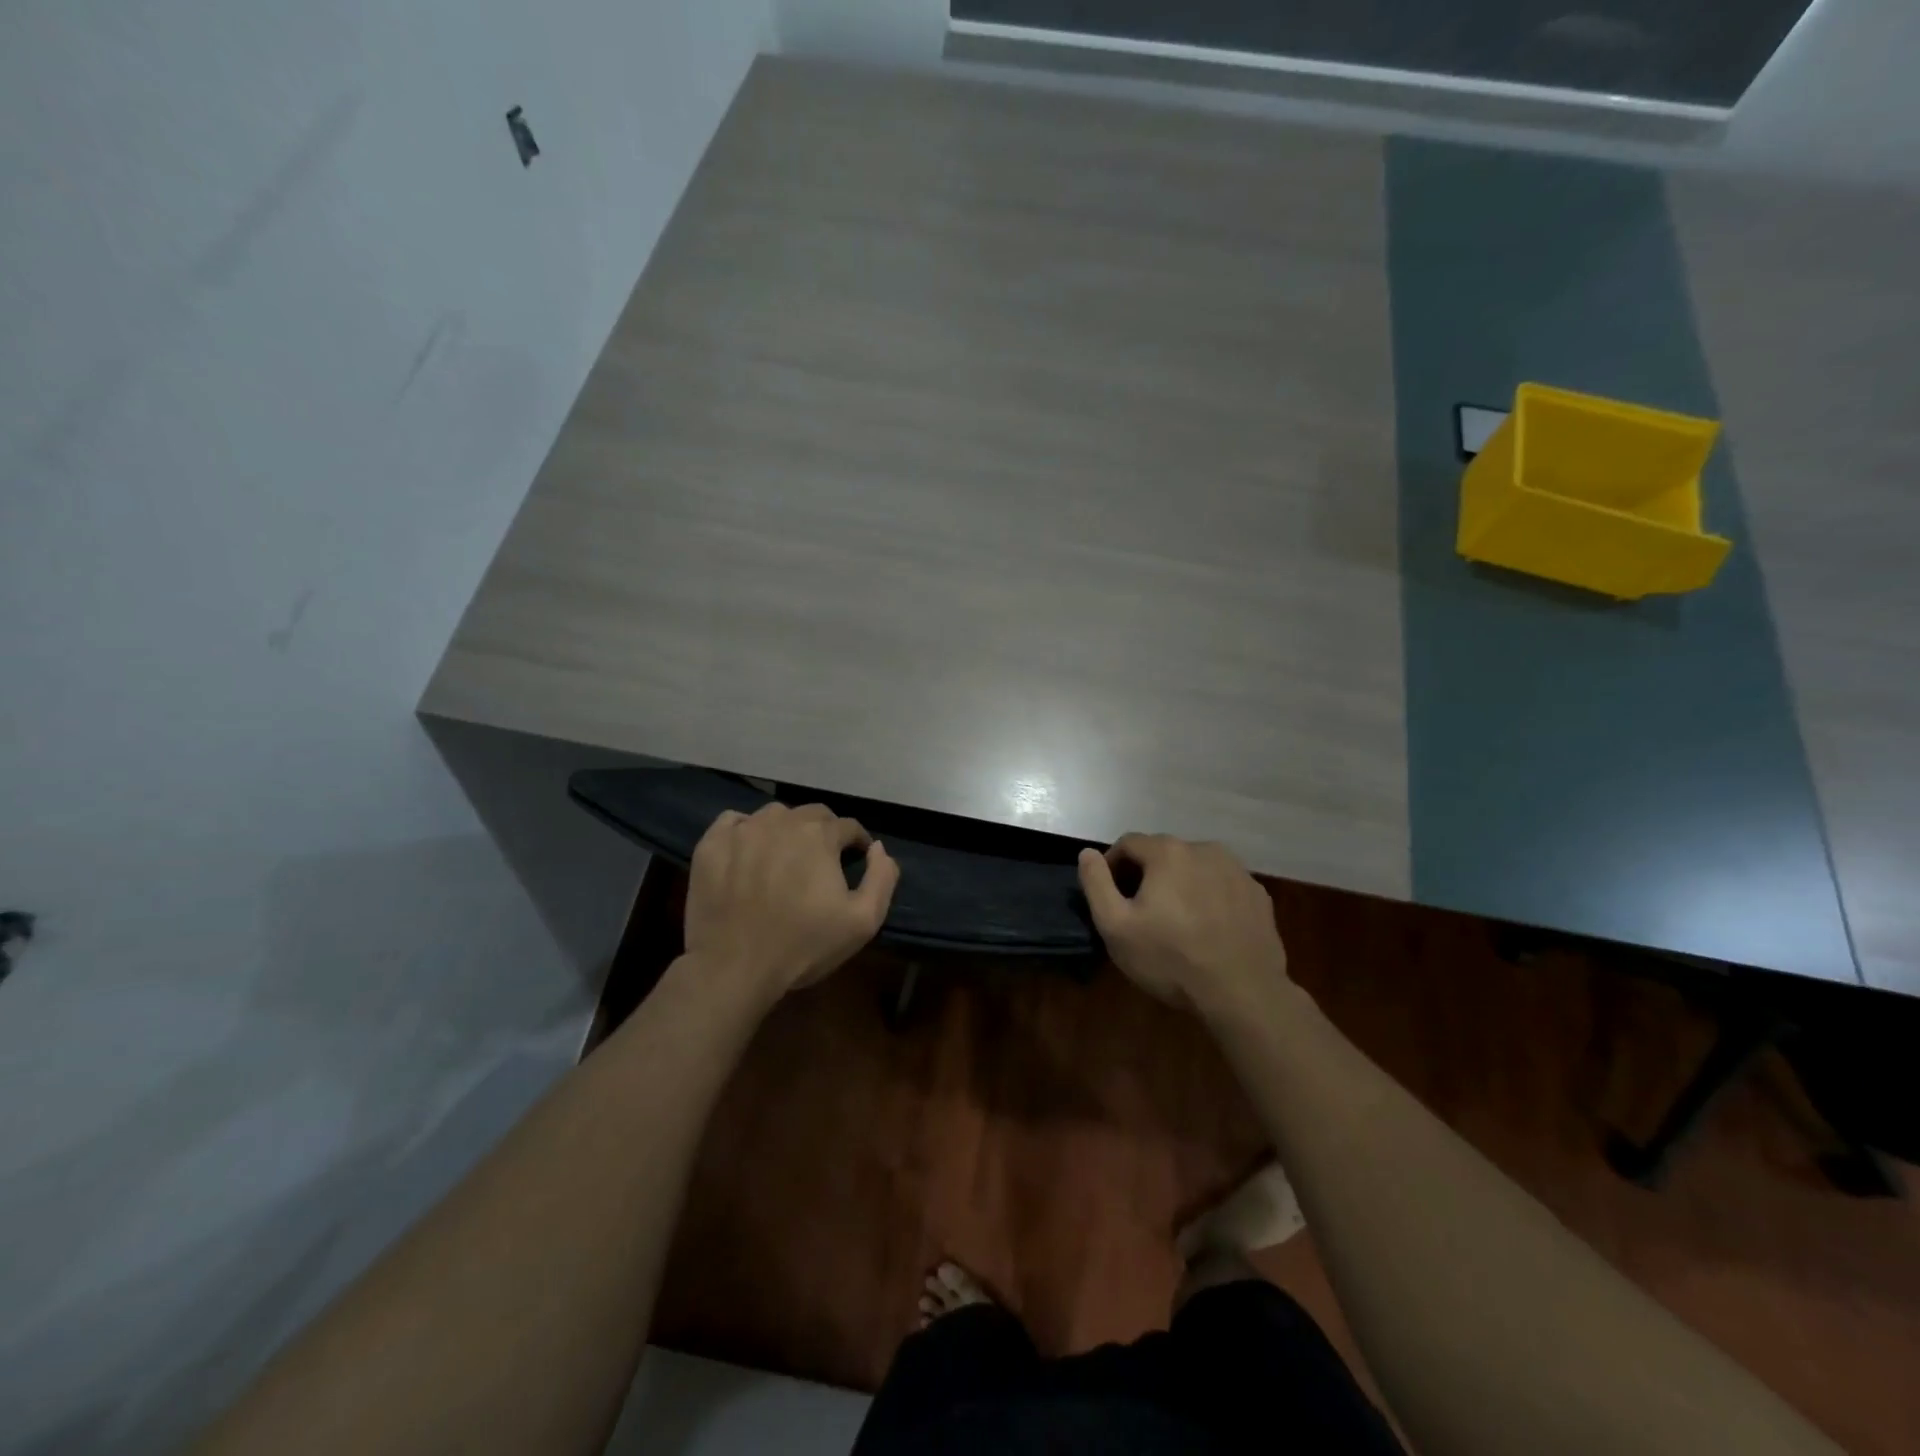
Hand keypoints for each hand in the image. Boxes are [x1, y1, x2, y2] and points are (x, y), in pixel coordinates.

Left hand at [683, 803, 899, 1007]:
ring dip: (786, 830)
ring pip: (774, 816)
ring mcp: (742, 830)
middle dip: (824, 832)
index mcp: (820, 835)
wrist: (734, 968)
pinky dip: (745, 831)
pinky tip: (748, 853)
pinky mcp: (711, 844)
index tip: (856, 860)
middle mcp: (782, 821)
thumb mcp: (863, 921)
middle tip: (821, 861)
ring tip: (784, 858)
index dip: (857, 843)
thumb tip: (879, 848)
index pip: (849, 826)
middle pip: (812, 814)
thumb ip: (882, 878)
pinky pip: (733, 822)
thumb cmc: (803, 946)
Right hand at [1077, 834, 1289, 1019]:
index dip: (1112, 866)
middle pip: (1163, 853)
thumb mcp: (1115, 926)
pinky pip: (1221, 886)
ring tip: (1176, 920)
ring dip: (1180, 884)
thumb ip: (1096, 883)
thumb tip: (1087, 853)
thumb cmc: (1171, 959)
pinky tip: (1207, 929)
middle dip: (1147, 875)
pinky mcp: (1257, 894)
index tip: (1111, 896)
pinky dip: (1209, 897)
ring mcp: (1237, 870)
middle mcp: (1204, 849)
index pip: (1128, 843)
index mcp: (1168, 852)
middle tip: (1141, 912)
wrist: (1243, 993)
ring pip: (1195, 867)